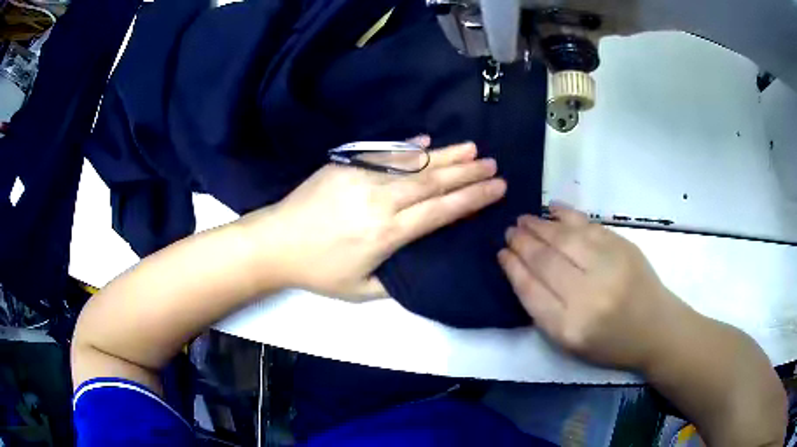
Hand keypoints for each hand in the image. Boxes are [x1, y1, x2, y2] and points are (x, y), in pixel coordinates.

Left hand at [241, 138, 505, 300]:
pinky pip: (384, 154)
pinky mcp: (346, 164)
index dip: (472, 199)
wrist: (275, 242)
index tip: (497, 188)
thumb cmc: (318, 271)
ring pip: (413, 164)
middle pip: (433, 183)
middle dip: (468, 174)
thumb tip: (423, 260)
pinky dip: (409, 148)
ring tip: (473, 148)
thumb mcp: (361, 291)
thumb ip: (397, 279)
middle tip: (494, 165)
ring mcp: (362, 177)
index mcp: (387, 234)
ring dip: (446, 155)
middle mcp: (381, 201)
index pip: (441, 211)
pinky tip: (428, 141)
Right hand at [498, 204, 691, 370]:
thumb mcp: (570, 343)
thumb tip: (522, 271)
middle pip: (546, 261)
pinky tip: (552, 209)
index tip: (501, 254)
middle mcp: (588, 295)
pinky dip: (566, 214)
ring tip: (524, 220)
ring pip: (564, 237)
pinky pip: (588, 225)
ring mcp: (608, 265)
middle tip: (510, 232)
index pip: (531, 290)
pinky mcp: (623, 246)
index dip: (513, 268)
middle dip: (522, 243)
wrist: (656, 328)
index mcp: (570, 327)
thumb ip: (544, 311)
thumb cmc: (610, 343)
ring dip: (540, 225)